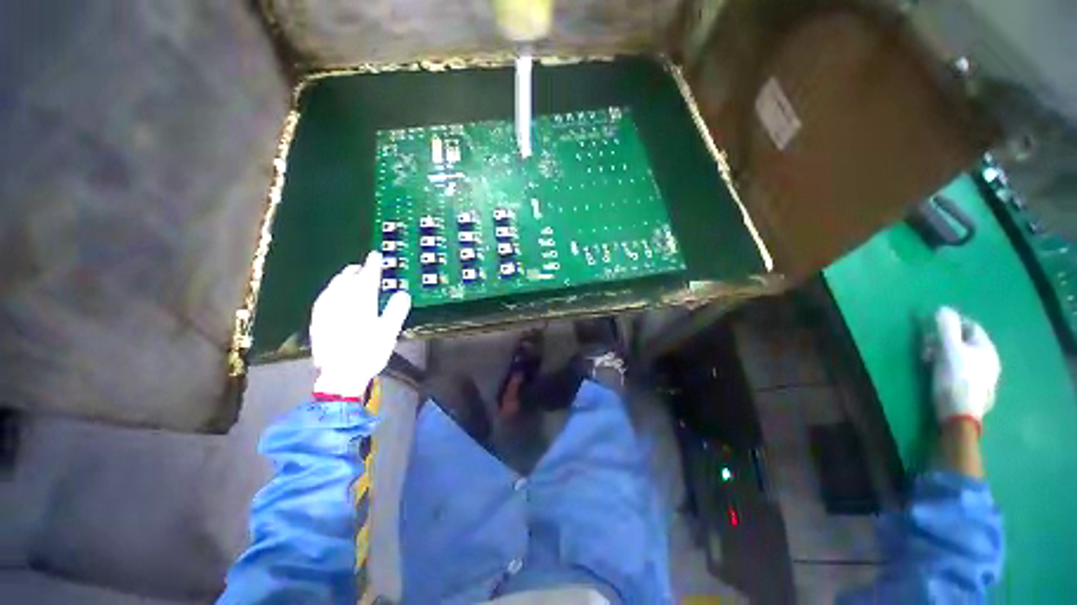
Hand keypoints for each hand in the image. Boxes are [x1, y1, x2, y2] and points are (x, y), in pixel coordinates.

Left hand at [310, 253, 410, 398]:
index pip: (367, 278)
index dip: (373, 265)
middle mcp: (341, 302)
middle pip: (347, 279)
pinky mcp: (317, 320)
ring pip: (333, 287)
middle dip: (356, 270)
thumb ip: (396, 310)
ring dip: (342, 278)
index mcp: (361, 303)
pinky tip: (331, 293)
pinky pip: (324, 298)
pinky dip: (331, 290)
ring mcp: (326, 311)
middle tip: (364, 266)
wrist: (340, 375)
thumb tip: (403, 293)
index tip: (376, 255)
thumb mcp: (389, 332)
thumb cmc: (369, 353)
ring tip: (348, 275)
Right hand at [930, 306, 1000, 432]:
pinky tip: (938, 372)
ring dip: (943, 353)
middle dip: (944, 340)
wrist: (960, 414)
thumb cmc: (955, 378)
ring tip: (928, 361)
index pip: (970, 326)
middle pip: (965, 341)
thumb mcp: (949, 350)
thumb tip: (943, 308)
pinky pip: (961, 368)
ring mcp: (983, 375)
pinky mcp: (974, 387)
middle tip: (926, 347)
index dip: (952, 323)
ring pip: (962, 355)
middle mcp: (989, 359)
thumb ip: (946, 327)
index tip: (931, 327)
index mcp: (986, 348)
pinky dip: (948, 365)